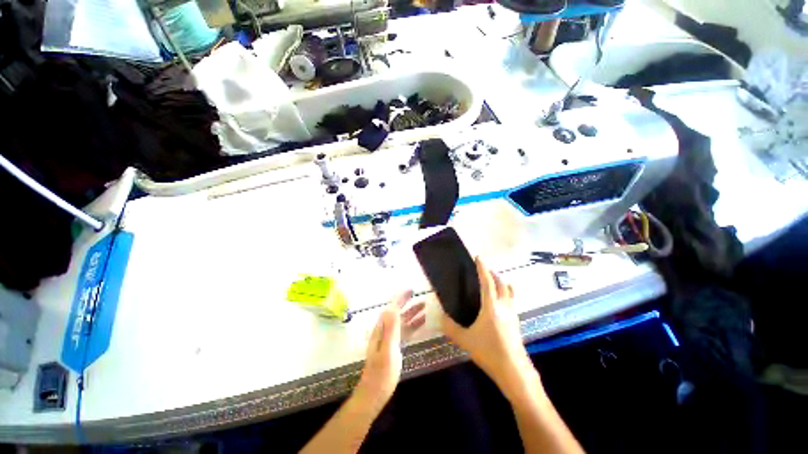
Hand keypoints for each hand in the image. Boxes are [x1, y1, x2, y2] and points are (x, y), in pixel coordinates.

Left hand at [355, 290, 425, 413]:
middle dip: (407, 303)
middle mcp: (385, 331)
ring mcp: (390, 339)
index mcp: (382, 329)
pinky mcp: (394, 347)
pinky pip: (405, 331)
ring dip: (412, 313)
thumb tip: (392, 308)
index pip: (391, 308)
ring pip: (402, 322)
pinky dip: (413, 325)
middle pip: (397, 313)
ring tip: (425, 306)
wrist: (374, 394)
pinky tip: (421, 323)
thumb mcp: (387, 351)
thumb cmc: (381, 374)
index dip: (400, 298)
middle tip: (420, 296)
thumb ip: (390, 329)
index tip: (410, 290)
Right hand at [440, 257, 534, 395]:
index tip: (478, 257)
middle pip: (502, 283)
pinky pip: (512, 301)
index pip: (487, 281)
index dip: (482, 268)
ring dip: (502, 283)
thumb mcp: (465, 340)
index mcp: (491, 306)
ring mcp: (513, 314)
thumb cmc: (489, 352)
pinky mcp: (517, 322)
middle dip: (493, 274)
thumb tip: (440, 317)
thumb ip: (451, 327)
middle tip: (484, 270)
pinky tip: (498, 303)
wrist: (514, 372)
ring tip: (493, 283)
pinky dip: (506, 294)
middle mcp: (504, 306)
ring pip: (510, 291)